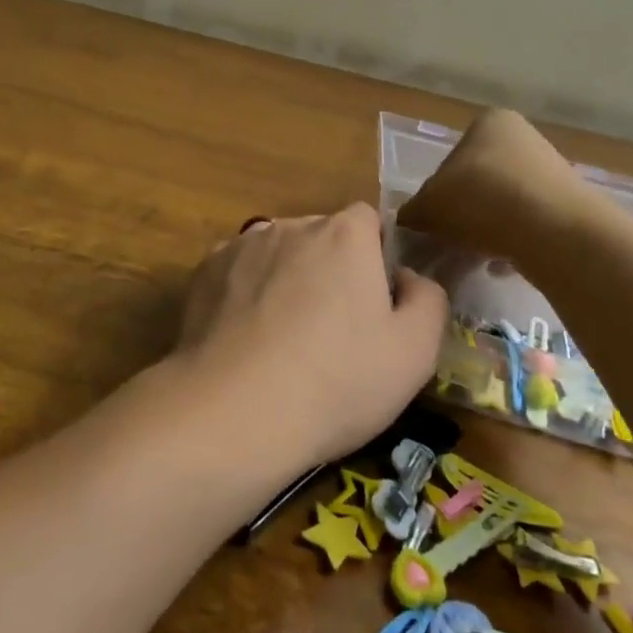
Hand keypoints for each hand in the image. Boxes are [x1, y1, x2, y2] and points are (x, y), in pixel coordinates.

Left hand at [171, 204, 447, 475]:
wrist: (233, 411)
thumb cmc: (336, 382)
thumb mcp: (414, 354)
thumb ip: (427, 300)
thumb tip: (407, 277)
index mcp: (345, 235)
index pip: (367, 221)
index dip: (374, 256)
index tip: (373, 301)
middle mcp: (291, 225)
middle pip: (320, 236)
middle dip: (329, 268)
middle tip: (331, 329)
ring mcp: (242, 245)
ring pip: (276, 253)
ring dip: (285, 278)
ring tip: (282, 338)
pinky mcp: (205, 271)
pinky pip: (237, 272)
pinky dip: (244, 293)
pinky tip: (243, 339)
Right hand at [396, 109, 595, 255]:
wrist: (554, 231)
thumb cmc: (481, 199)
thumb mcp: (429, 205)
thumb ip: (412, 211)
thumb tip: (406, 221)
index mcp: (488, 123)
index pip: (450, 158)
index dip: (436, 192)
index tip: (433, 221)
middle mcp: (523, 137)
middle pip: (479, 181)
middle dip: (464, 213)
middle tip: (449, 242)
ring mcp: (551, 171)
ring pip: (504, 204)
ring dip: (487, 229)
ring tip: (474, 259)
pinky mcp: (570, 206)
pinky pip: (530, 225)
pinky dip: (514, 242)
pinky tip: (503, 265)